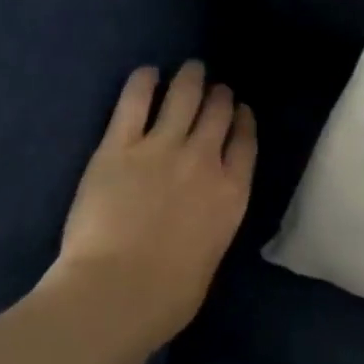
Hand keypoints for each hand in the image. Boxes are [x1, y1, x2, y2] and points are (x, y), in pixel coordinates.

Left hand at [46, 61, 256, 352]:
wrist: (119, 289)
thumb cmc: (169, 295)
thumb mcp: (210, 257)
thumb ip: (211, 226)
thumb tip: (200, 218)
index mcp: (231, 194)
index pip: (245, 144)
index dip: (244, 122)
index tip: (241, 111)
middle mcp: (203, 161)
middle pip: (218, 115)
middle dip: (220, 97)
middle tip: (216, 87)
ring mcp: (161, 148)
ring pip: (183, 98)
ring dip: (190, 79)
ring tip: (192, 68)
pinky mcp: (118, 146)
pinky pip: (134, 102)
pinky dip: (143, 82)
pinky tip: (147, 72)